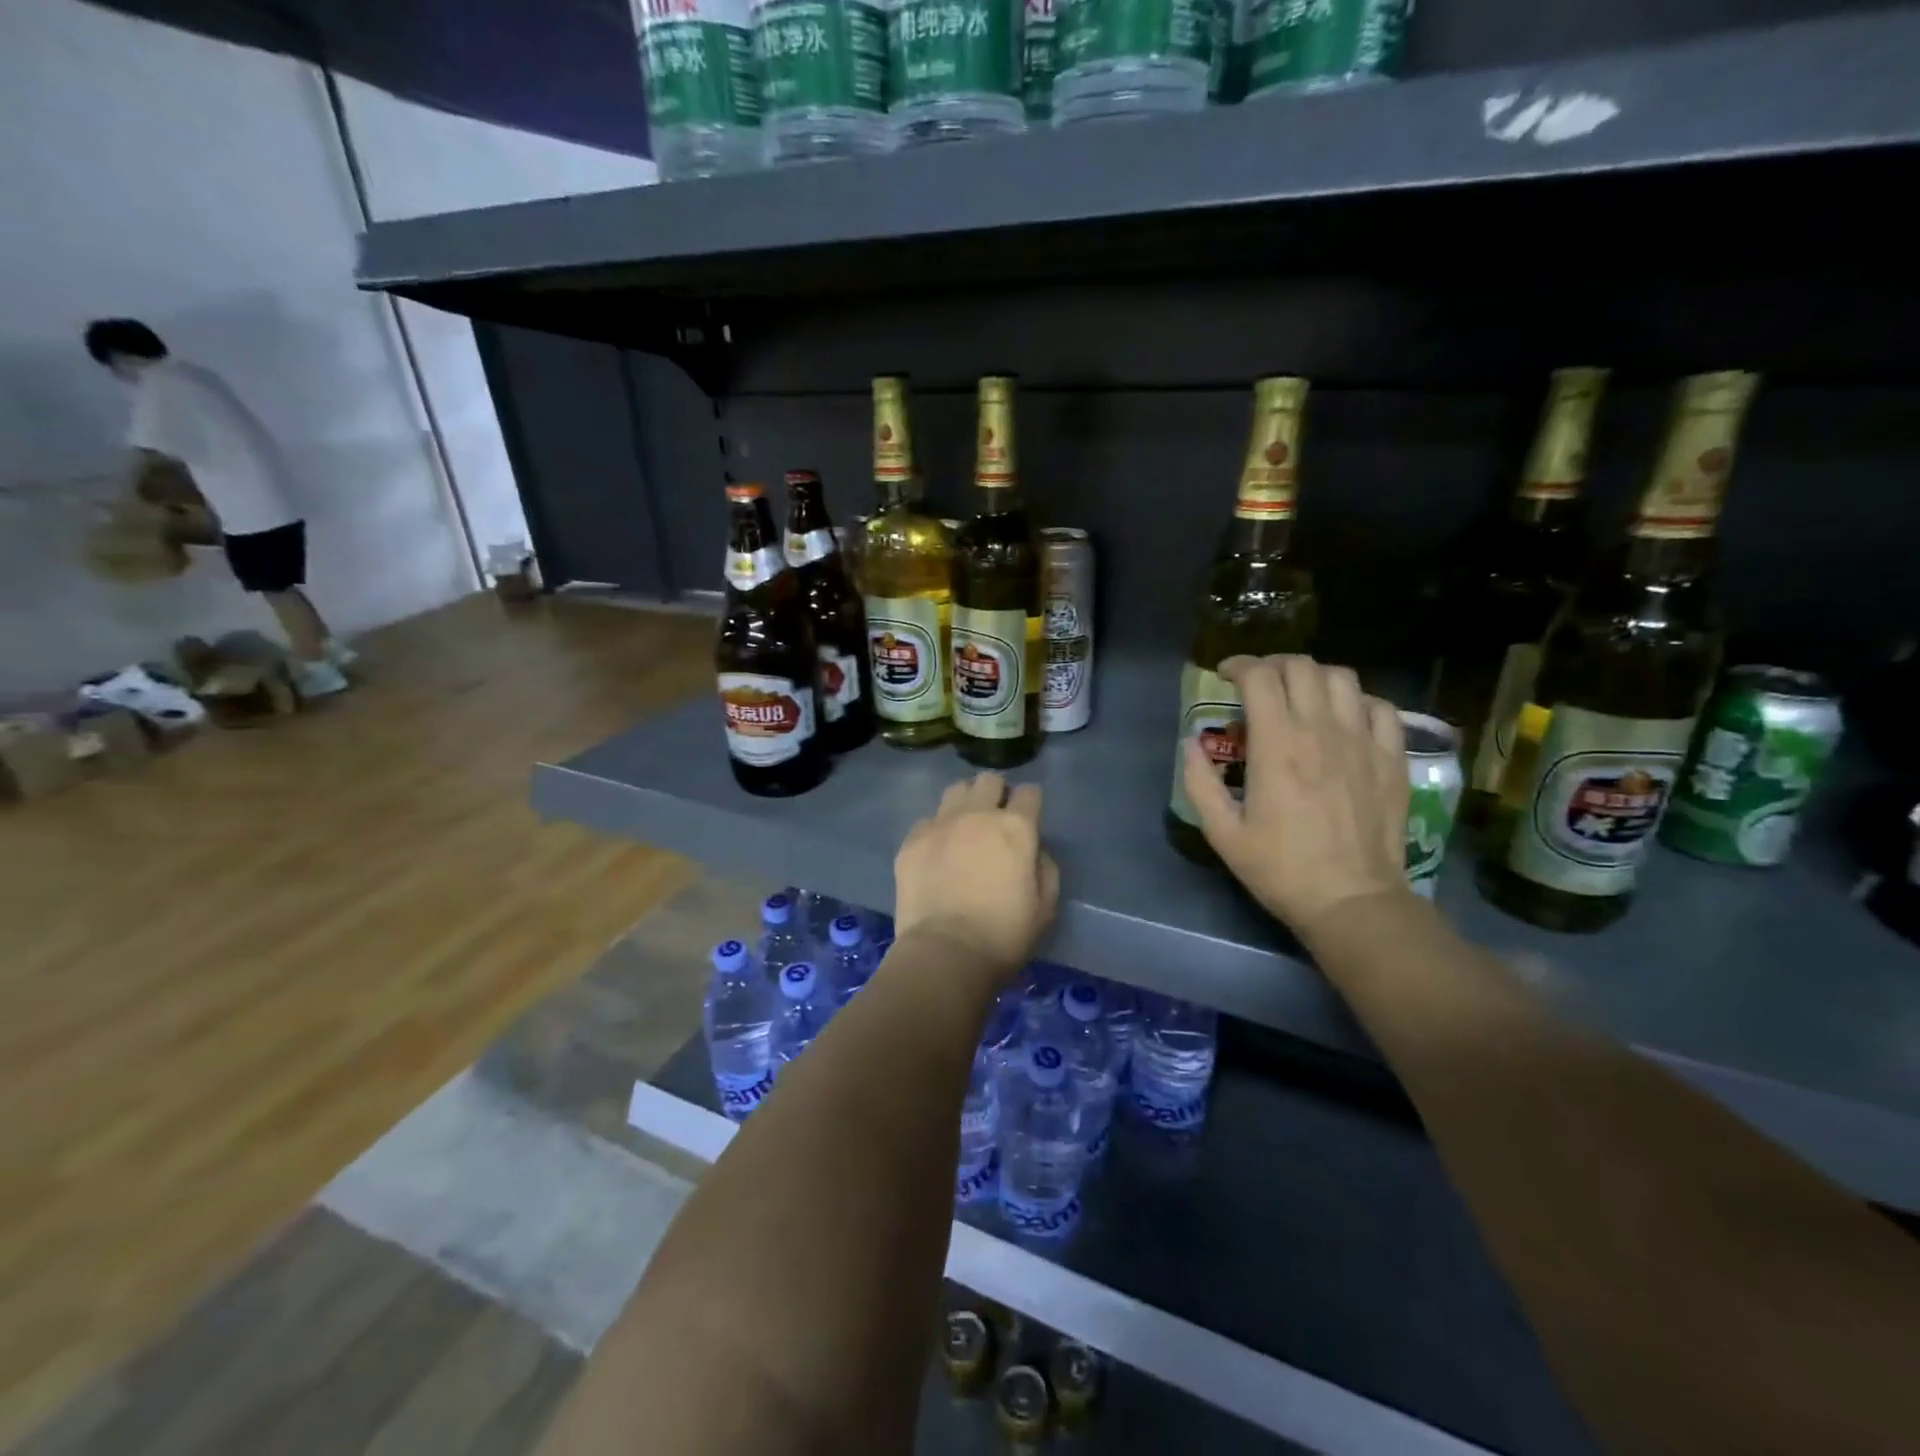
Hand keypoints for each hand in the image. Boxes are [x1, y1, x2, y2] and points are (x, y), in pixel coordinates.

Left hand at [894, 773, 1059, 977]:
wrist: (946, 953)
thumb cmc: (1004, 934)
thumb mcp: (1045, 907)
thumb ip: (1044, 867)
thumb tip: (1034, 851)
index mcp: (1015, 827)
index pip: (1029, 793)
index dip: (1031, 804)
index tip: (1029, 820)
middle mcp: (977, 814)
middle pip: (989, 780)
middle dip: (996, 793)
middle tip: (995, 820)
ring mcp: (940, 824)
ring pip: (956, 790)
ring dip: (965, 803)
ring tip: (964, 827)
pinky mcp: (912, 840)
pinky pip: (928, 820)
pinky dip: (937, 830)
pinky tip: (937, 852)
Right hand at [1181, 655, 1412, 938]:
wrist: (1352, 900)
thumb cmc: (1280, 869)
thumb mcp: (1222, 833)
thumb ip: (1199, 782)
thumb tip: (1190, 744)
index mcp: (1277, 745)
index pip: (1259, 677)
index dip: (1238, 666)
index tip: (1224, 676)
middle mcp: (1321, 730)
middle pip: (1300, 667)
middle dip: (1273, 665)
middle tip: (1258, 683)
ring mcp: (1363, 741)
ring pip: (1342, 678)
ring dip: (1314, 676)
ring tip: (1300, 694)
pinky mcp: (1392, 758)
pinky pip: (1381, 707)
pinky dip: (1358, 701)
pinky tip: (1345, 718)